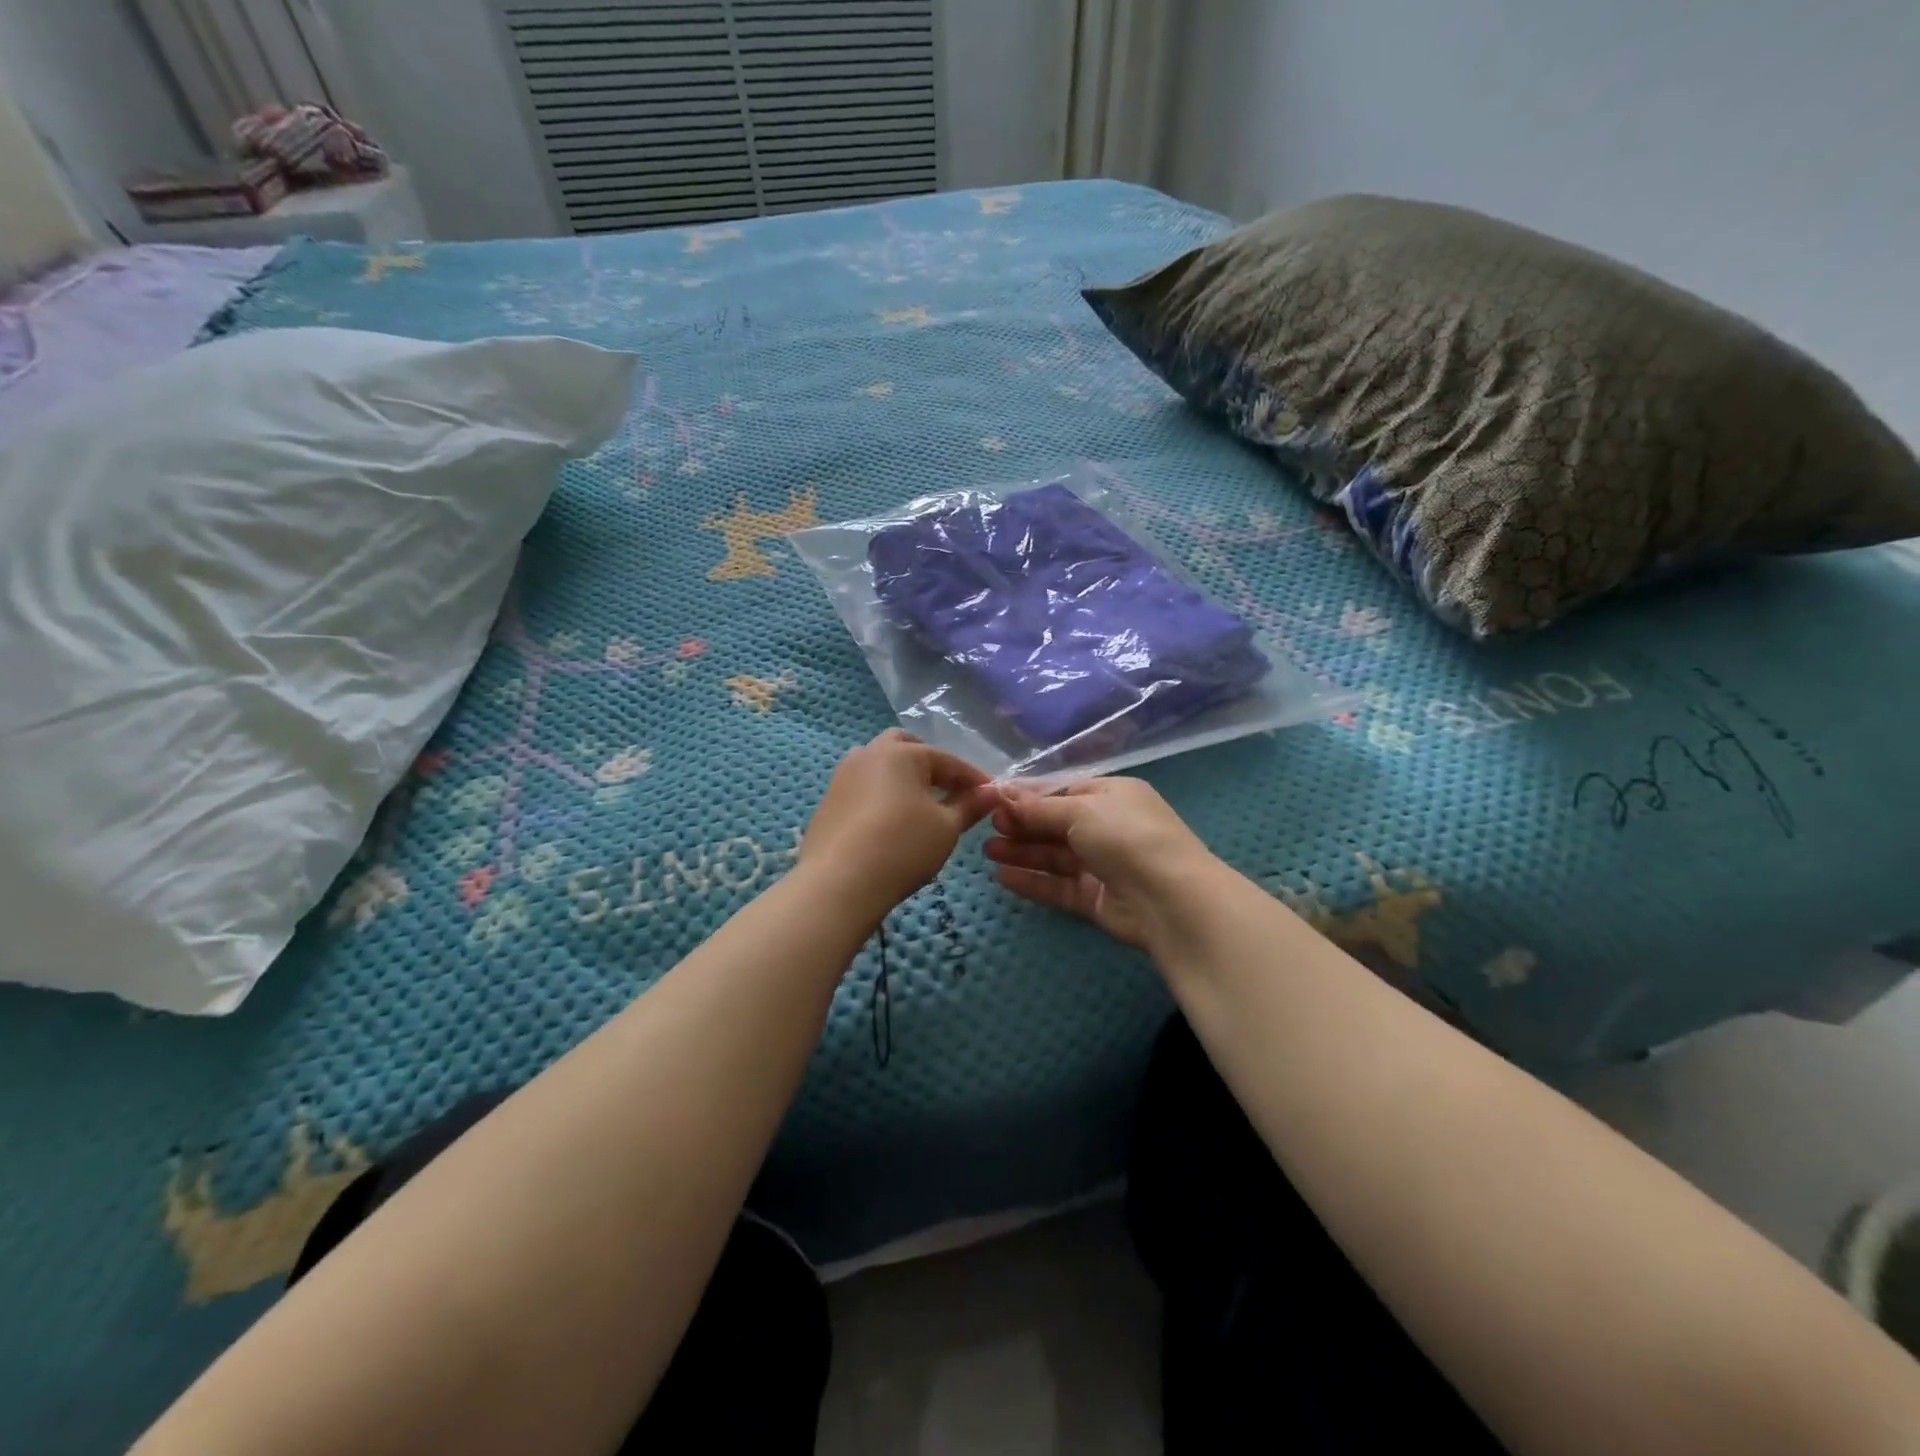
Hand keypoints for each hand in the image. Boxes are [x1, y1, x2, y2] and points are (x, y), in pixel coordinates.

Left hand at [799, 729, 996, 925]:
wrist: (839, 883)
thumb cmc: (902, 847)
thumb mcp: (946, 828)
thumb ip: (969, 806)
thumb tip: (991, 793)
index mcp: (901, 752)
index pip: (947, 760)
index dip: (972, 778)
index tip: (991, 795)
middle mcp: (868, 754)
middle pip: (905, 747)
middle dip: (930, 765)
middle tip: (949, 791)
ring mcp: (843, 776)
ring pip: (879, 765)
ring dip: (902, 777)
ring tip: (919, 806)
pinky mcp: (829, 802)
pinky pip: (862, 788)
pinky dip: (881, 796)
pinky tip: (890, 823)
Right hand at [984, 777, 1216, 947]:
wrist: (1170, 898)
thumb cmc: (1126, 836)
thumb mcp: (1080, 809)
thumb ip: (1038, 807)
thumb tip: (1001, 792)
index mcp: (1111, 796)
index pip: (1063, 791)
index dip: (1029, 797)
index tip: (994, 801)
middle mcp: (1108, 827)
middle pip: (1056, 824)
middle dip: (1022, 825)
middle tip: (987, 827)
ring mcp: (1102, 865)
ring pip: (1054, 856)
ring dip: (1022, 852)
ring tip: (987, 850)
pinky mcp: (1095, 898)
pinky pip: (1058, 886)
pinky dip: (1032, 881)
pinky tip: (1002, 876)